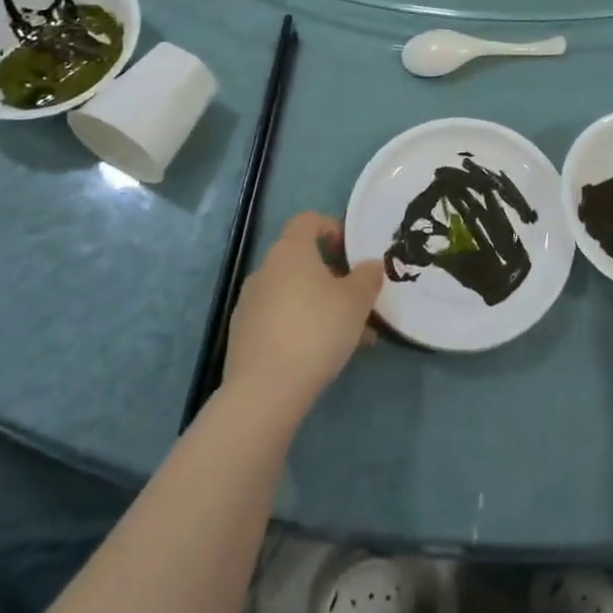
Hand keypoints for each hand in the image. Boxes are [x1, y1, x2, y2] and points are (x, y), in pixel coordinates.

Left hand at [222, 212, 382, 416]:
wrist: (264, 391)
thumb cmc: (316, 330)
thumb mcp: (356, 301)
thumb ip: (368, 277)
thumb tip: (370, 265)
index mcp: (291, 251)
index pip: (307, 220)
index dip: (331, 228)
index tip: (350, 251)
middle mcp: (265, 269)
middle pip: (301, 260)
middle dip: (332, 276)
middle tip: (357, 300)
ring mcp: (249, 303)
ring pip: (293, 293)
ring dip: (320, 304)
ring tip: (349, 336)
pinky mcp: (242, 335)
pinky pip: (279, 318)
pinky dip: (300, 326)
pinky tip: (321, 354)